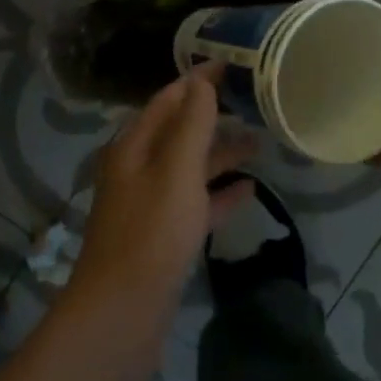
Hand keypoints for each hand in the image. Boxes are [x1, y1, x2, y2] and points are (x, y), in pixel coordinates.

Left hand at [62, 69, 255, 380]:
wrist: (121, 316)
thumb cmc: (151, 234)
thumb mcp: (176, 171)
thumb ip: (192, 124)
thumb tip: (201, 79)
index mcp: (134, 147)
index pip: (168, 99)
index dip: (198, 80)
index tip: (233, 64)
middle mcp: (138, 170)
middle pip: (179, 132)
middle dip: (213, 116)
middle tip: (254, 103)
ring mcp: (149, 205)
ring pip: (189, 168)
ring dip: (220, 155)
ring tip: (259, 145)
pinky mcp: (161, 238)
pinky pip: (194, 204)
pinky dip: (219, 194)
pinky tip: (248, 192)